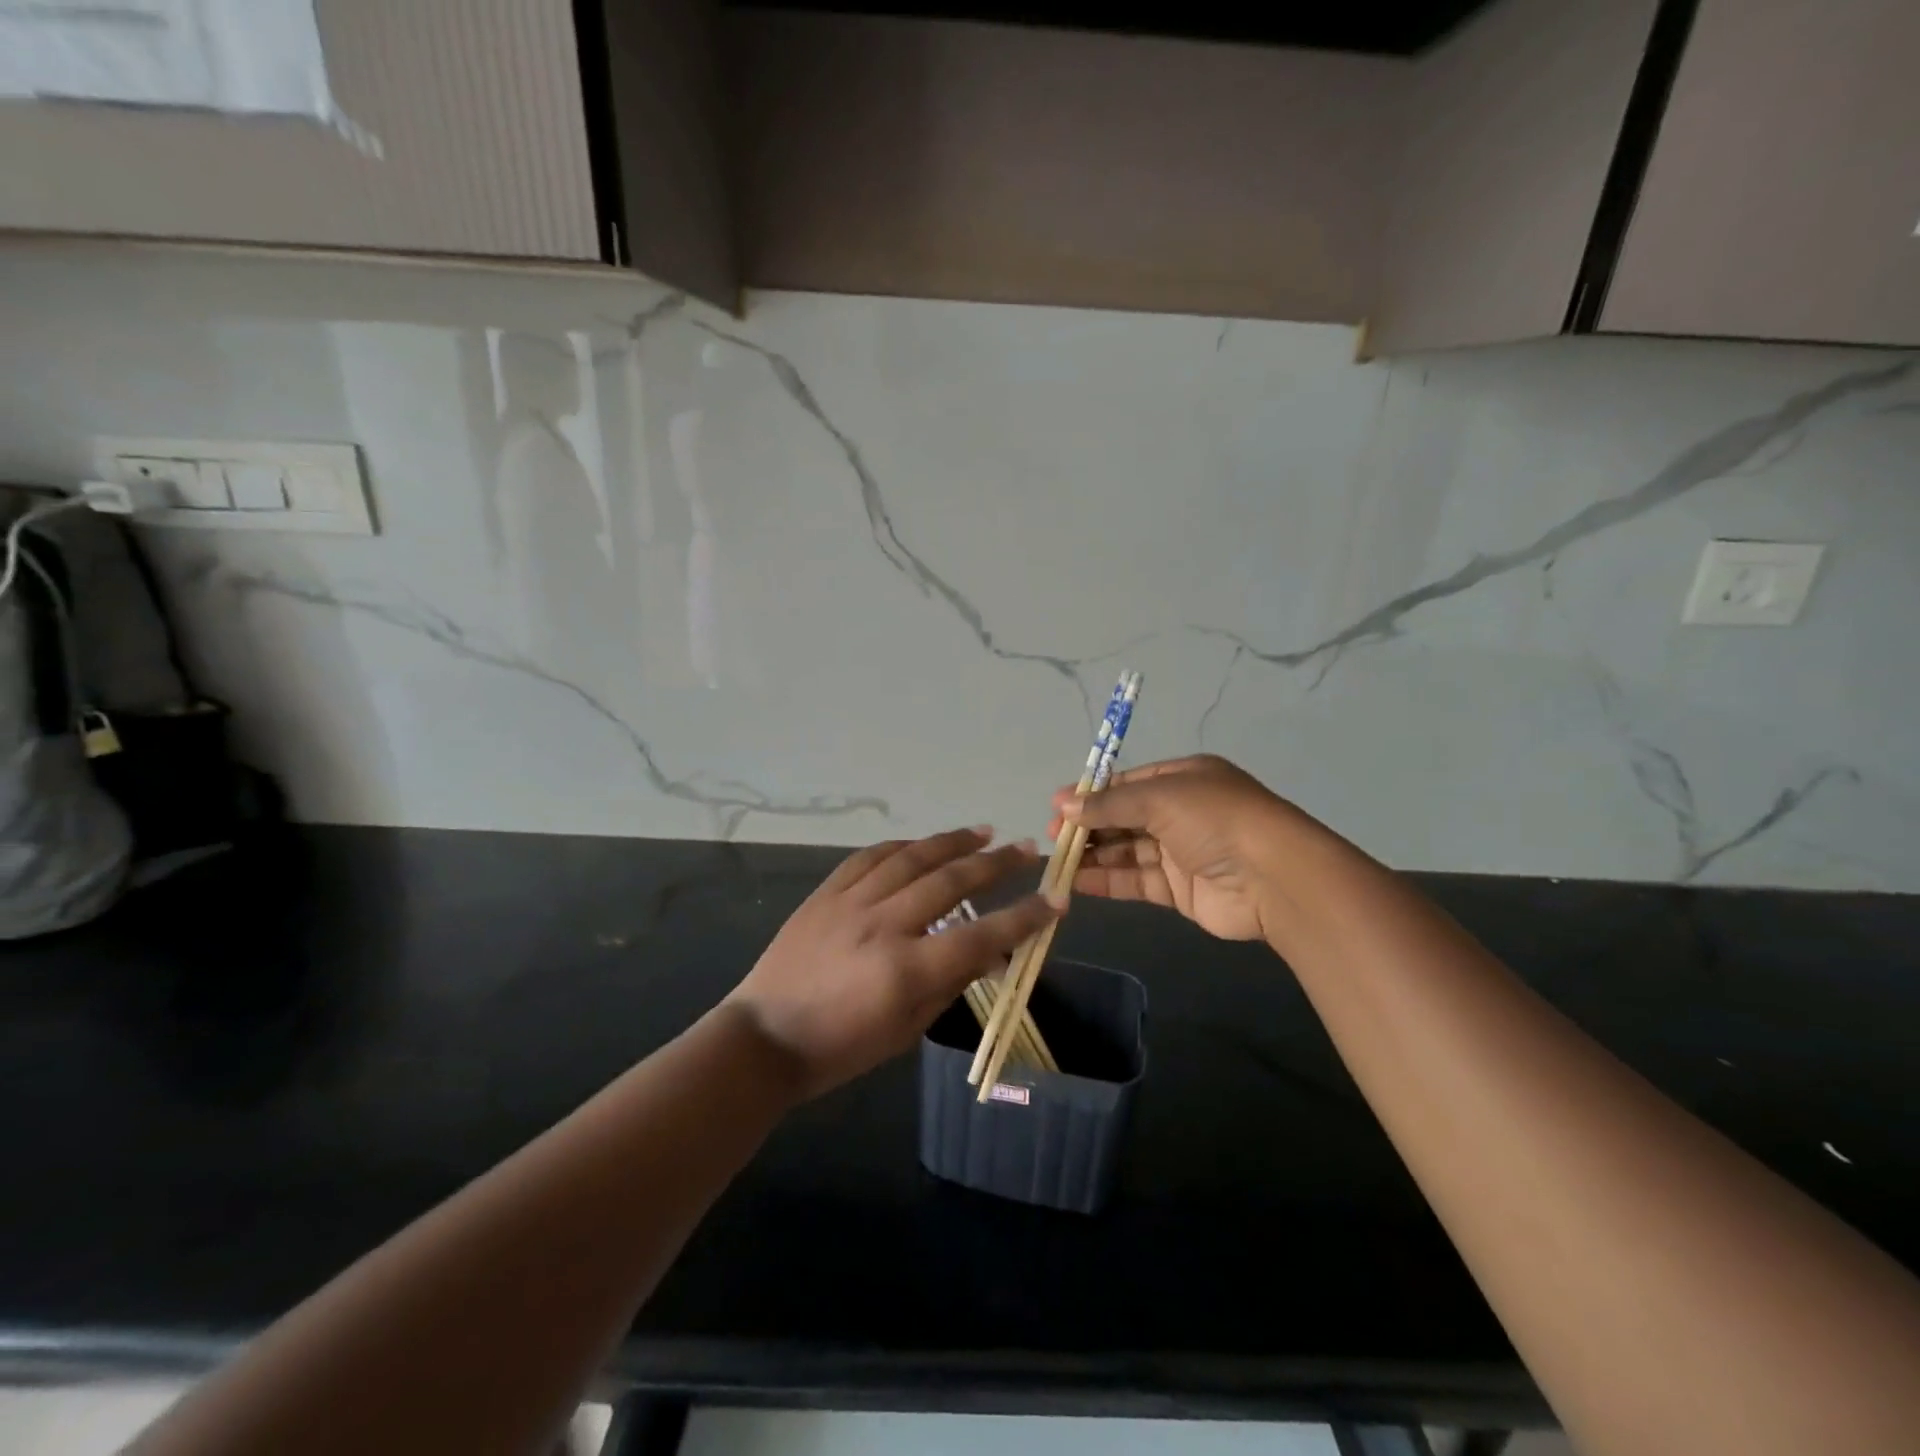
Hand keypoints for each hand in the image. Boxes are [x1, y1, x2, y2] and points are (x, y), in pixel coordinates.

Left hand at [724, 828, 1060, 1098]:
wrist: (764, 1036)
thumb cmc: (840, 1048)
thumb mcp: (905, 1030)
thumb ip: (949, 984)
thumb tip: (989, 952)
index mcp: (906, 971)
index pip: (981, 937)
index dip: (1024, 917)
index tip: (1055, 899)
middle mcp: (883, 925)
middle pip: (951, 882)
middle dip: (996, 863)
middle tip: (1026, 849)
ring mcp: (852, 902)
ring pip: (913, 858)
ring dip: (953, 842)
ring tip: (984, 831)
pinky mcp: (827, 892)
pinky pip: (870, 857)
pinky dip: (903, 846)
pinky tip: (924, 843)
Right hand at [1048, 754, 1294, 941]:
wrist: (1273, 877)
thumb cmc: (1215, 819)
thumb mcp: (1160, 797)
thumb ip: (1109, 804)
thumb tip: (1062, 806)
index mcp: (1183, 779)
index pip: (1128, 784)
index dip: (1092, 794)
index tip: (1057, 807)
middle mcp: (1182, 813)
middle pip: (1124, 818)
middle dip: (1089, 826)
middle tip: (1053, 837)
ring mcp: (1181, 852)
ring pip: (1127, 851)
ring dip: (1093, 855)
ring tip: (1056, 862)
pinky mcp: (1180, 890)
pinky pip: (1136, 880)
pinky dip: (1107, 880)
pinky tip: (1076, 882)